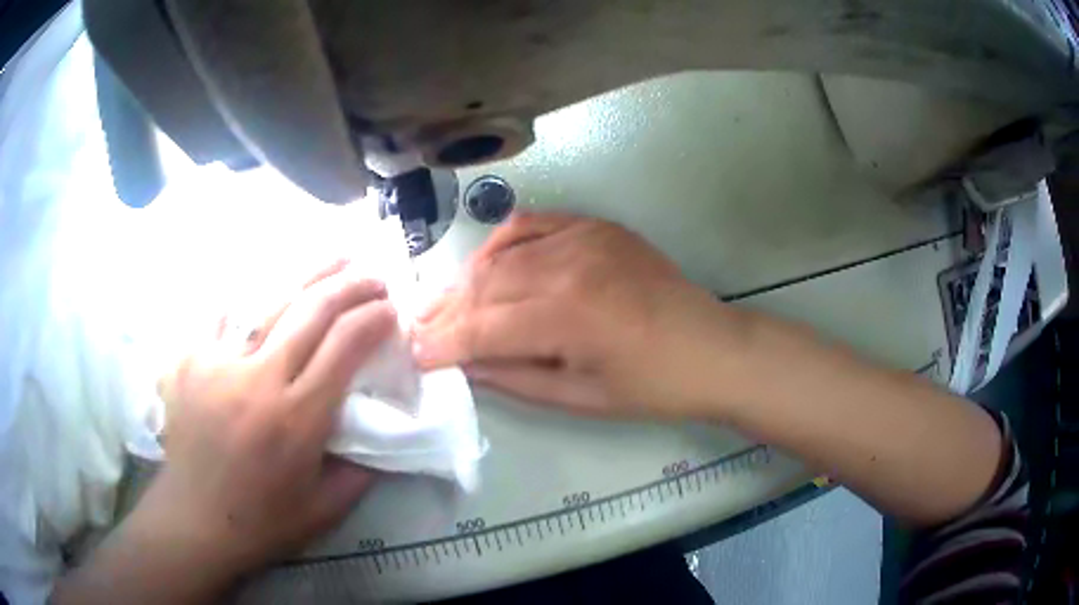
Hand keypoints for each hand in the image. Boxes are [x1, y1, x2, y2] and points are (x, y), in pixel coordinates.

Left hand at [143, 260, 395, 573]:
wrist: (195, 522)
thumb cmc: (262, 522)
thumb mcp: (326, 509)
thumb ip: (362, 470)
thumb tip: (386, 432)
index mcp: (296, 420)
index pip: (344, 348)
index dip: (373, 320)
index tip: (392, 309)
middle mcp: (258, 381)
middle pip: (311, 313)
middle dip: (350, 286)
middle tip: (374, 275)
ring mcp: (218, 364)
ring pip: (269, 302)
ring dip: (308, 275)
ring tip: (336, 255)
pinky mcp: (190, 360)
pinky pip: (221, 313)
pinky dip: (247, 293)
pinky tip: (265, 280)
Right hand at [414, 212, 748, 418]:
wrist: (711, 347)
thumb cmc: (650, 386)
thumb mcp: (579, 397)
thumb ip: (513, 377)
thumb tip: (461, 364)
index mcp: (567, 316)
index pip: (482, 327)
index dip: (441, 343)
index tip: (411, 354)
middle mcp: (568, 266)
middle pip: (483, 286)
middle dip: (444, 311)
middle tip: (417, 328)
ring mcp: (582, 237)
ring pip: (500, 255)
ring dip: (465, 281)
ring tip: (444, 303)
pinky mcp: (594, 226)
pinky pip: (530, 225)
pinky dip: (500, 243)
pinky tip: (488, 264)